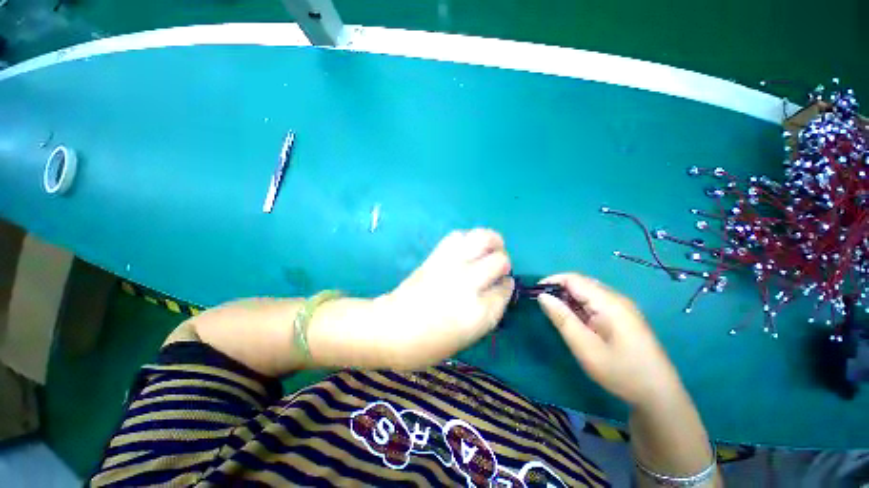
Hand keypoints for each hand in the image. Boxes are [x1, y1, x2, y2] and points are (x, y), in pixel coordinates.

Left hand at [375, 229, 513, 368]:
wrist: (391, 328)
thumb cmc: (428, 345)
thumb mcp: (467, 338)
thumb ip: (487, 312)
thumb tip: (497, 289)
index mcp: (479, 313)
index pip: (505, 289)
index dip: (505, 286)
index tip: (502, 285)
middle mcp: (469, 284)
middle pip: (500, 260)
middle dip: (503, 262)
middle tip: (496, 267)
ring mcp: (451, 266)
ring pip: (482, 239)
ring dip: (492, 241)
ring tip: (490, 247)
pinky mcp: (436, 256)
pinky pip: (458, 236)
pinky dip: (467, 238)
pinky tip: (468, 247)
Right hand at [537, 273, 683, 407]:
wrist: (658, 395)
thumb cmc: (620, 372)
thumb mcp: (585, 347)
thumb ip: (562, 319)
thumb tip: (542, 296)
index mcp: (609, 302)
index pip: (574, 279)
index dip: (551, 281)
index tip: (534, 293)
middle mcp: (616, 298)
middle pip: (581, 283)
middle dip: (558, 290)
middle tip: (544, 307)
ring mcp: (621, 307)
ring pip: (587, 292)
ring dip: (568, 298)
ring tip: (556, 315)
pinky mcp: (623, 316)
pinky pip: (595, 302)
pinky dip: (579, 306)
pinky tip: (575, 321)